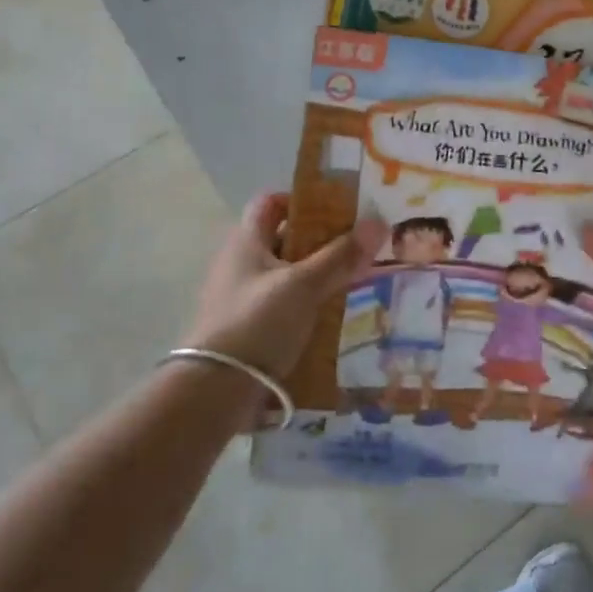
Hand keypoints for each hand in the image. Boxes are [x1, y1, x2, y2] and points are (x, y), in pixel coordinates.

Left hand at [189, 194, 384, 378]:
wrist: (214, 390)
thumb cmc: (257, 323)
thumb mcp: (304, 286)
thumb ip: (340, 256)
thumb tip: (378, 221)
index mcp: (246, 241)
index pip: (271, 203)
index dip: (302, 201)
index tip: (337, 212)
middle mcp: (240, 263)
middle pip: (283, 239)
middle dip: (320, 241)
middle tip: (356, 247)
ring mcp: (241, 297)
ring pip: (285, 275)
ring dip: (316, 276)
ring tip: (353, 281)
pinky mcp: (247, 328)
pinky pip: (282, 305)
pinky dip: (306, 305)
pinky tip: (331, 316)